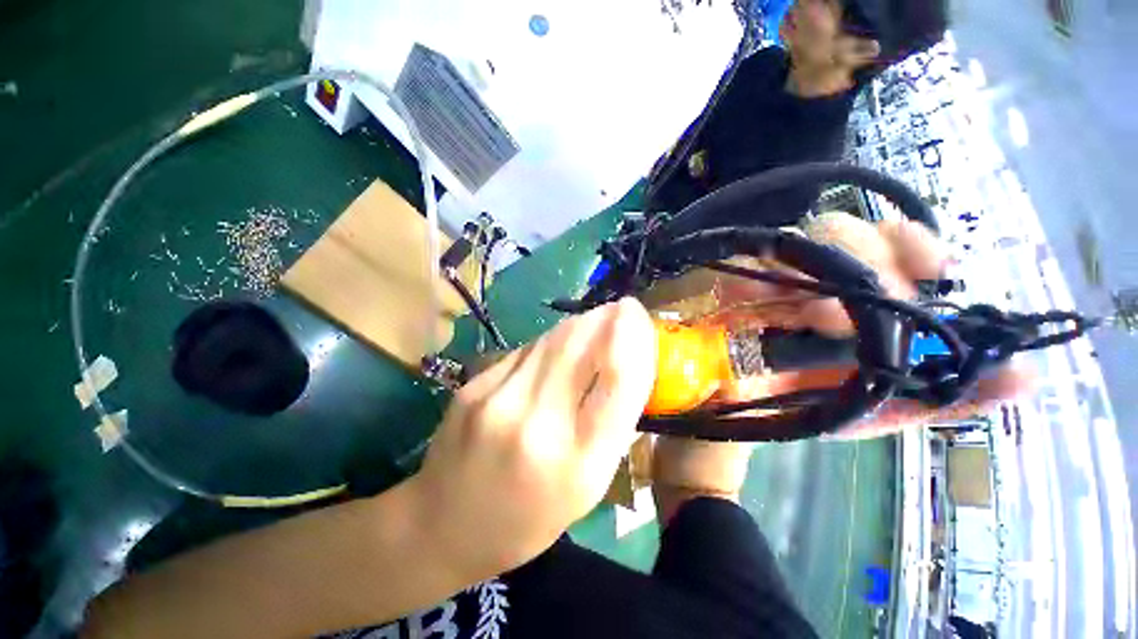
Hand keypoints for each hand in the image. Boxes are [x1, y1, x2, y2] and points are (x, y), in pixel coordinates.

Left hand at [410, 298, 656, 581]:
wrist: (444, 525)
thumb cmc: (529, 517)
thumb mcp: (588, 487)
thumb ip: (610, 424)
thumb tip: (623, 363)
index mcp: (577, 463)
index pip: (617, 381)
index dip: (633, 337)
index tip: (638, 315)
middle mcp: (535, 423)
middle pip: (579, 345)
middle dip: (606, 317)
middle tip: (622, 307)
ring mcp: (496, 399)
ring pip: (551, 340)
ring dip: (580, 324)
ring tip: (595, 320)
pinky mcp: (473, 385)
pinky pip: (526, 350)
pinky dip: (550, 342)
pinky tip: (556, 348)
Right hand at [712, 212, 1030, 438]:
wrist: (743, 413)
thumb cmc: (812, 405)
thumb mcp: (886, 408)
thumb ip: (948, 395)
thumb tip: (1026, 377)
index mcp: (860, 296)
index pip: (893, 240)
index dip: (915, 243)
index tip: (936, 270)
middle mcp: (817, 275)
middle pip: (842, 228)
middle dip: (863, 260)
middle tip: (859, 314)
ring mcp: (768, 277)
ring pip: (797, 240)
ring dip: (815, 267)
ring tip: (815, 319)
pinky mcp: (728, 285)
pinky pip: (744, 263)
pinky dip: (756, 274)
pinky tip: (758, 295)